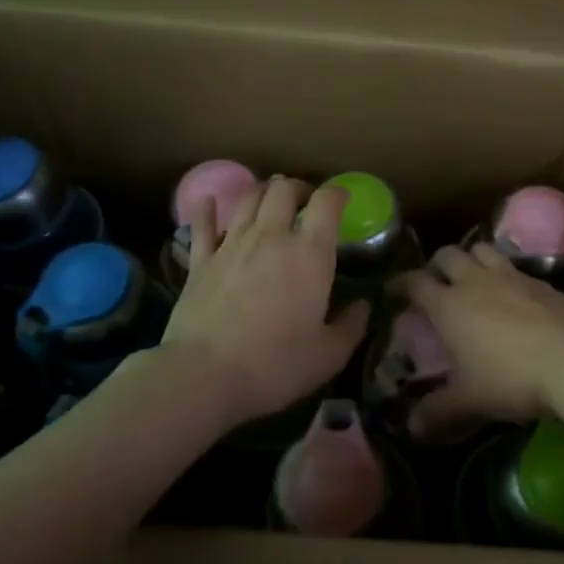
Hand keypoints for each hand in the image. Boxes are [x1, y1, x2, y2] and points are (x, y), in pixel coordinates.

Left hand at [162, 177, 368, 425]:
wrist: (204, 375)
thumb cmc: (275, 365)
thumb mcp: (329, 356)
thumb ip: (351, 326)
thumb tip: (363, 308)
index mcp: (310, 254)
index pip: (326, 203)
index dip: (337, 194)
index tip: (343, 199)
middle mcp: (271, 237)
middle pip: (284, 190)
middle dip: (298, 188)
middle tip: (306, 202)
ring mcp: (231, 245)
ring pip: (248, 199)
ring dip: (263, 192)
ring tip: (270, 200)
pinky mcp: (200, 261)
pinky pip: (202, 225)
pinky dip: (206, 210)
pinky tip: (208, 202)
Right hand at [392, 244, 563, 439]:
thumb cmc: (511, 377)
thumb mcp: (470, 400)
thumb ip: (439, 411)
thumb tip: (412, 428)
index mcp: (449, 305)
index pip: (415, 282)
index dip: (400, 283)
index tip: (393, 289)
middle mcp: (476, 281)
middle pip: (448, 254)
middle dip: (437, 264)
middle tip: (435, 282)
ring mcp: (512, 276)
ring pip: (482, 249)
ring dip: (471, 258)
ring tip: (472, 277)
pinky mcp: (542, 281)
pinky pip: (514, 266)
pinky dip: (505, 274)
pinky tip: (512, 294)